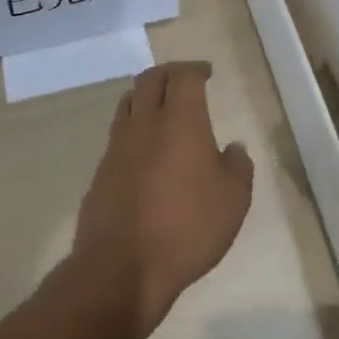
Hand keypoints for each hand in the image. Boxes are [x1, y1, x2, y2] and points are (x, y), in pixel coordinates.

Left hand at [73, 60, 253, 338]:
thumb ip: (238, 167)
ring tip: (159, 106)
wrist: (121, 269)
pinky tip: (143, 149)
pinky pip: (117, 136)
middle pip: (150, 80)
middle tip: (183, 79)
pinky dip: (132, 129)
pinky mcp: (100, 173)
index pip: (184, 76)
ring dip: (145, 95)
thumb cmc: (187, 228)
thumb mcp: (233, 200)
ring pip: (128, 103)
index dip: (195, 69)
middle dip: (168, 73)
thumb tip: (232, 149)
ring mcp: (117, 148)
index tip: (206, 73)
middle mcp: (145, 124)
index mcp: (181, 121)